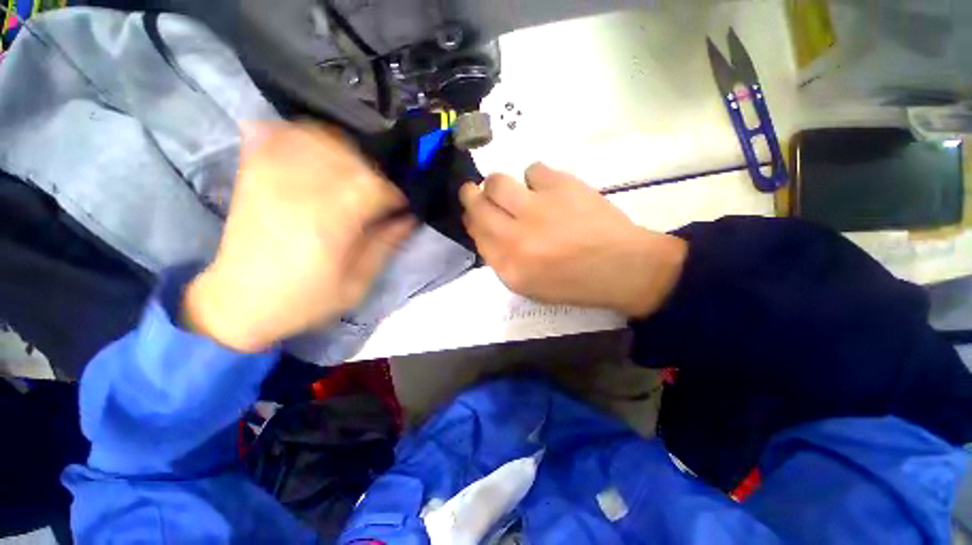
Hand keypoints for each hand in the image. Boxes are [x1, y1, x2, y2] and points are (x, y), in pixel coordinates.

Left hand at [183, 122, 413, 352]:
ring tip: (355, 173)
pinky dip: (301, 135)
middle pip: (350, 159)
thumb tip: (410, 218)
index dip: (395, 193)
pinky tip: (317, 149)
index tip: (402, 206)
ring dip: (345, 151)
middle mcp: (298, 193)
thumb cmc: (304, 300)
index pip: (373, 187)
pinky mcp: (253, 176)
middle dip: (375, 173)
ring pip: (318, 140)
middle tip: (381, 194)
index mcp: (328, 224)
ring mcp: (270, 179)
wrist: (237, 303)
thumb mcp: (356, 284)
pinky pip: (278, 136)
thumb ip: (385, 245)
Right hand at [460, 163, 685, 317]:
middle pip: (477, 203)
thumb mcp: (527, 284)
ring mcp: (538, 209)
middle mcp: (516, 237)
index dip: (471, 219)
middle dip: (471, 195)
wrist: (622, 267)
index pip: (474, 232)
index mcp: (509, 266)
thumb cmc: (573, 282)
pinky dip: (535, 179)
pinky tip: (548, 191)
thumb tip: (483, 226)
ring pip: (497, 181)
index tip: (474, 214)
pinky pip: (533, 170)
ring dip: (499, 185)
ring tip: (515, 192)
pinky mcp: (561, 186)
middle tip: (477, 192)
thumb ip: (500, 258)